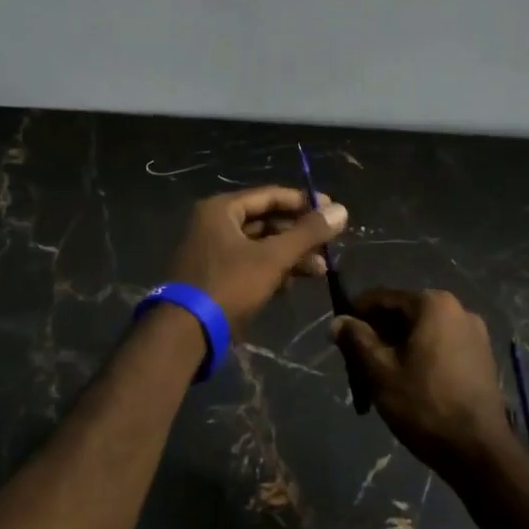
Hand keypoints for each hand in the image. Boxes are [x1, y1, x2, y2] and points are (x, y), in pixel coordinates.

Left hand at [167, 187, 347, 332]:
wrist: (186, 332)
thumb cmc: (229, 285)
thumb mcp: (273, 257)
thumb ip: (307, 233)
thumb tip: (342, 210)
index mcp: (222, 209)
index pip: (271, 195)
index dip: (304, 202)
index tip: (334, 211)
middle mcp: (215, 224)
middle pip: (267, 221)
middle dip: (300, 235)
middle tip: (329, 247)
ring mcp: (213, 251)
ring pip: (260, 245)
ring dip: (290, 256)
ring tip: (320, 271)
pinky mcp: (215, 276)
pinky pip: (250, 264)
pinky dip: (272, 271)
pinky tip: (292, 285)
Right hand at [331, 289, 514, 474]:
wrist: (479, 451)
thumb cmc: (424, 405)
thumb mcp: (380, 371)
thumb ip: (356, 340)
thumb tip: (337, 321)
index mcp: (433, 304)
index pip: (383, 298)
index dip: (357, 313)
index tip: (340, 333)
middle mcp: (458, 309)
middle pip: (406, 313)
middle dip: (379, 332)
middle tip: (357, 357)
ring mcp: (475, 334)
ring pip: (424, 331)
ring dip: (400, 345)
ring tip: (381, 372)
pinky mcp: (483, 357)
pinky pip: (442, 345)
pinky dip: (422, 354)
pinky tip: (410, 380)